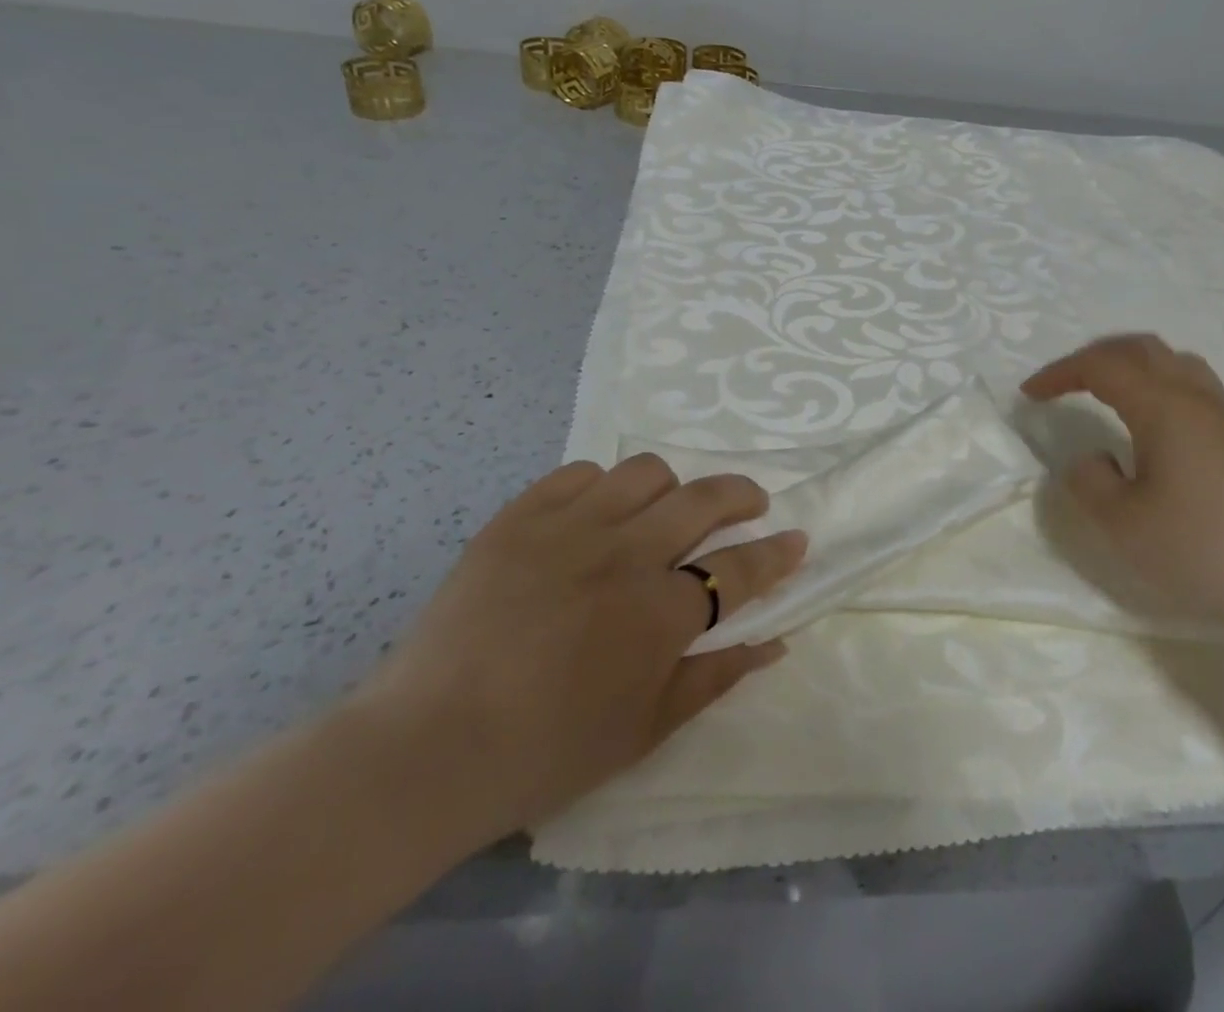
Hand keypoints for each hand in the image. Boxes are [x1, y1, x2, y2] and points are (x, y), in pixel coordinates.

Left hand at [353, 456, 805, 852]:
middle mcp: (625, 554)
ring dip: (671, 486)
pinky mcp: (520, 516)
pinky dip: (601, 485)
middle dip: (742, 495)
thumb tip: (774, 643)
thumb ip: (716, 676)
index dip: (776, 553)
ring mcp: (570, 526)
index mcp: (660, 613)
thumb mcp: (646, 730)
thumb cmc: (545, 752)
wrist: (427, 746)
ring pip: (645, 472)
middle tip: (750, 503)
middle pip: (704, 499)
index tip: (796, 538)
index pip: (741, 568)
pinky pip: (579, 472)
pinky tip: (597, 512)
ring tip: (665, 508)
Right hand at [1022, 334, 1223, 667]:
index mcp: (1161, 406)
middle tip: (1064, 383)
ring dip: (1131, 364)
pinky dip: (1158, 383)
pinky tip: (1153, 423)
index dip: (1059, 373)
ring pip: (1172, 361)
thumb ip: (1089, 483)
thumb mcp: (1122, 524)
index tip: (1029, 396)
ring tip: (1108, 390)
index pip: (1101, 366)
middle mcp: (1193, 398)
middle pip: (1140, 348)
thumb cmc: (1202, 548)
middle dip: (1094, 357)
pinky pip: (1192, 385)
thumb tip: (1092, 459)